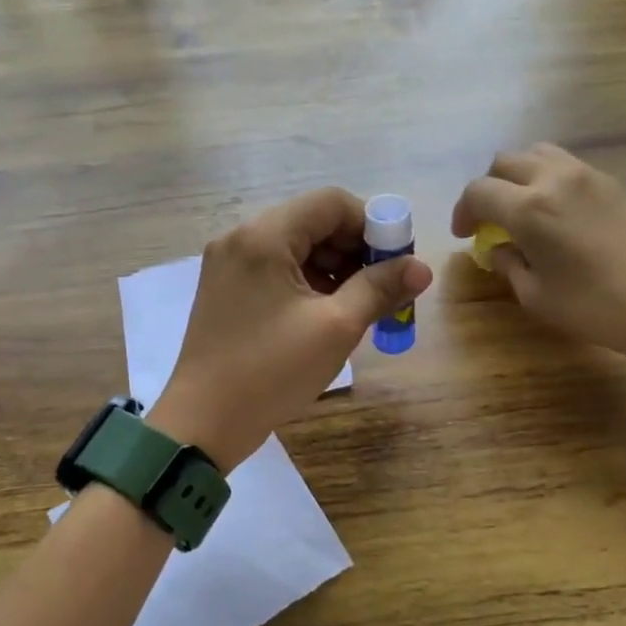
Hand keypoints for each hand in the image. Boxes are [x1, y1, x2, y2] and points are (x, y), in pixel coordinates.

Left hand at [149, 188, 433, 470]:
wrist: (203, 423)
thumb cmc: (271, 371)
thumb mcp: (336, 328)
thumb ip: (379, 288)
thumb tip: (422, 266)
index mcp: (264, 236)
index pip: (331, 203)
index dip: (372, 225)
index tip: (395, 263)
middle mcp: (241, 237)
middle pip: (312, 221)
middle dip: (354, 249)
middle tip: (382, 288)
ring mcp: (228, 263)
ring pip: (295, 246)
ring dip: (333, 267)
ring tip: (358, 306)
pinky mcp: (225, 288)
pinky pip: (276, 268)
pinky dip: (307, 282)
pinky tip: (326, 313)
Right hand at [451, 144, 625, 369]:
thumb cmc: (597, 307)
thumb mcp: (537, 296)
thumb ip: (509, 265)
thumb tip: (499, 248)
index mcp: (529, 209)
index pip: (479, 192)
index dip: (463, 211)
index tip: (465, 235)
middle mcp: (554, 179)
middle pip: (505, 162)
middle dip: (488, 188)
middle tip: (489, 219)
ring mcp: (587, 175)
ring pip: (537, 153)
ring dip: (518, 175)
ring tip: (521, 207)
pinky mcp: (612, 182)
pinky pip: (566, 165)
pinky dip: (547, 177)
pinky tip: (555, 211)